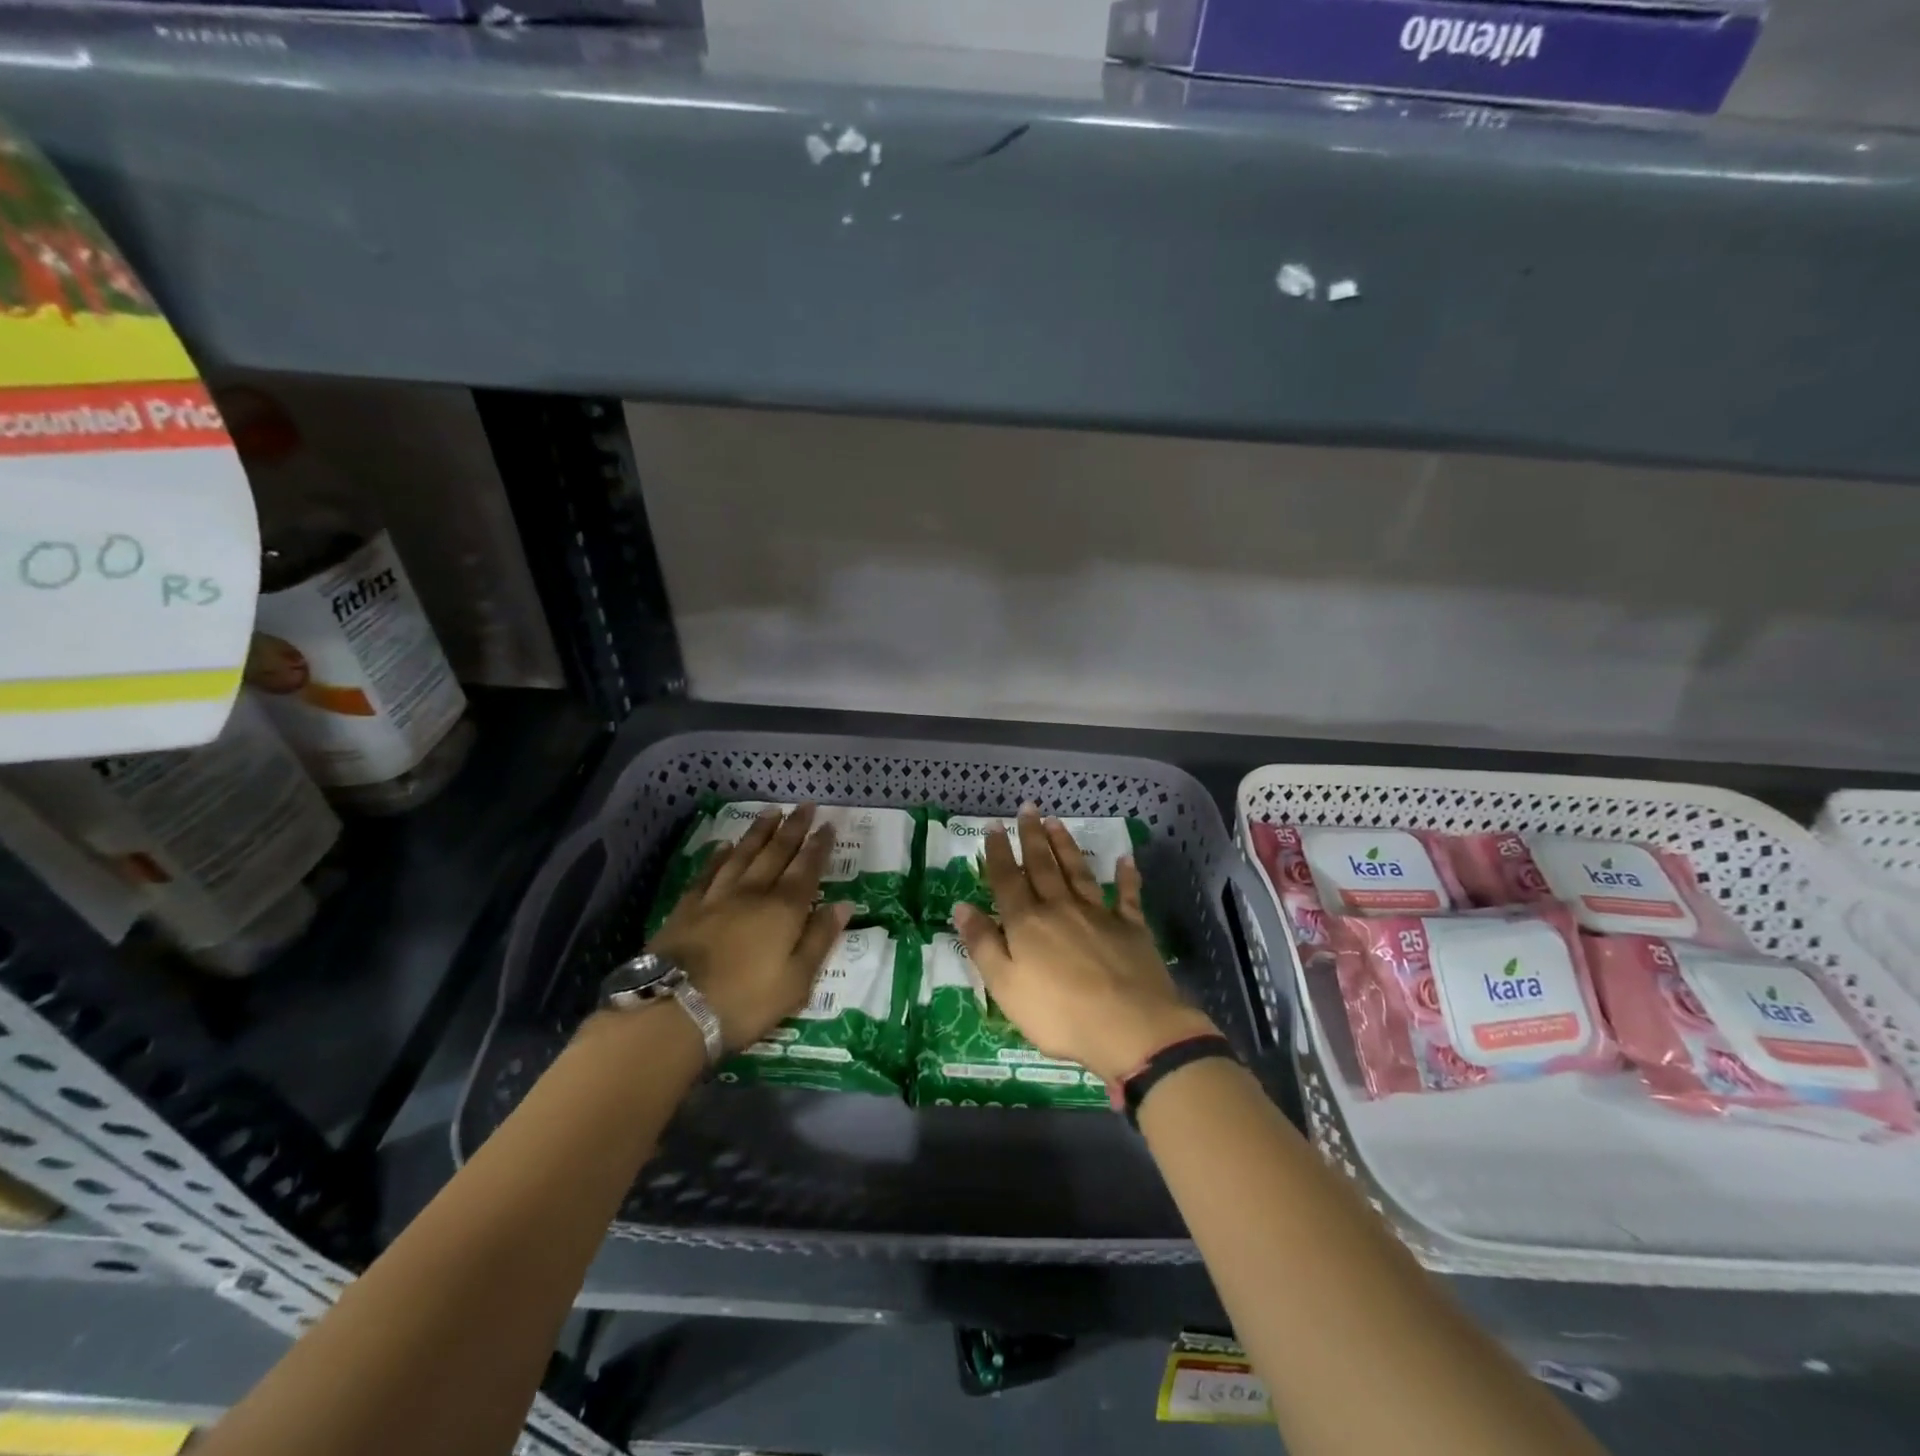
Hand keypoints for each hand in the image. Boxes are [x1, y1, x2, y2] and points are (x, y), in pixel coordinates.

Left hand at [647, 803, 850, 1052]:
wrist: (674, 1010)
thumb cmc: (745, 1002)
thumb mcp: (796, 981)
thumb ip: (820, 940)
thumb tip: (843, 905)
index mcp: (784, 910)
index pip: (807, 869)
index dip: (819, 846)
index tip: (828, 825)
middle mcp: (753, 893)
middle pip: (776, 853)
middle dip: (793, 828)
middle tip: (805, 805)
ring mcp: (717, 897)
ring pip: (743, 854)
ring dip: (759, 832)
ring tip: (771, 812)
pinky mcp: (687, 907)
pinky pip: (708, 872)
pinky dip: (719, 856)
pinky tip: (724, 846)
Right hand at [953, 805, 1217, 1083]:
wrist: (1129, 1026)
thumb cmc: (1058, 1013)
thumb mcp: (1005, 986)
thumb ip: (983, 944)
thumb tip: (962, 906)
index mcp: (1027, 923)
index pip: (1007, 880)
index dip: (998, 852)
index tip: (994, 825)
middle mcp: (1061, 908)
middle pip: (1043, 866)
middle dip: (1032, 836)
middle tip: (1028, 808)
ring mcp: (1099, 915)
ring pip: (1078, 872)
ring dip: (1066, 846)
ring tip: (1056, 822)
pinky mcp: (1131, 928)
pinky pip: (1128, 896)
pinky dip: (1126, 876)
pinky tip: (1125, 860)